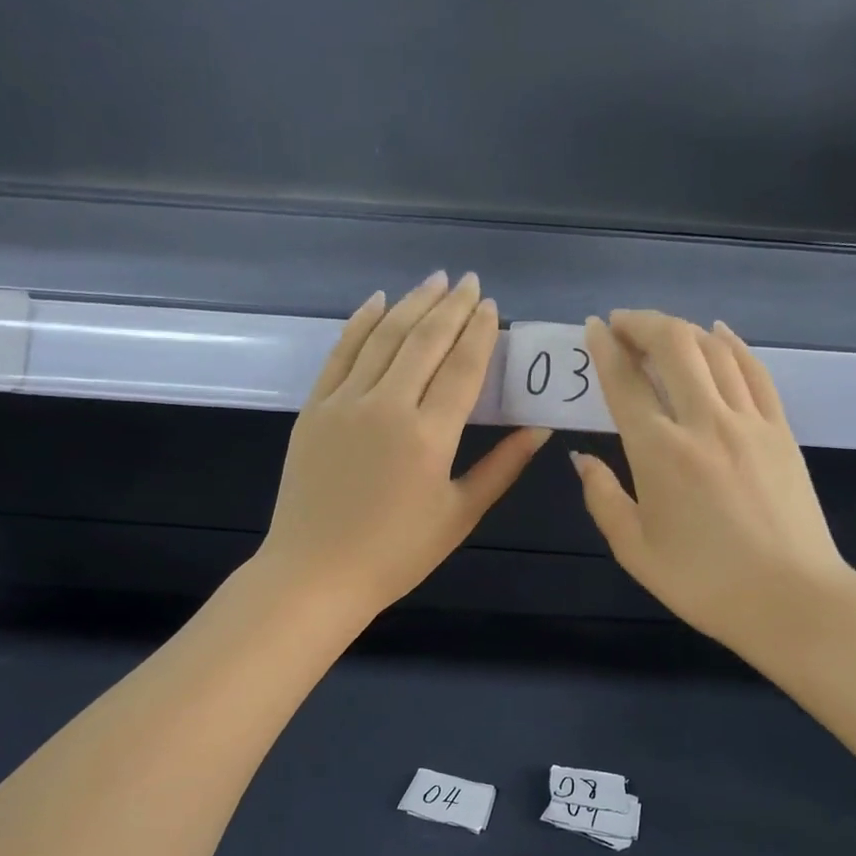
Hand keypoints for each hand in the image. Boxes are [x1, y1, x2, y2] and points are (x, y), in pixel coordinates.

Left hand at [256, 271, 548, 618]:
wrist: (316, 573)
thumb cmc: (397, 554)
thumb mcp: (459, 515)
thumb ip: (502, 467)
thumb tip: (540, 429)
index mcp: (430, 435)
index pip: (463, 367)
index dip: (480, 332)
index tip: (491, 305)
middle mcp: (388, 406)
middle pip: (425, 341)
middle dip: (451, 306)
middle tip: (468, 282)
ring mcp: (345, 402)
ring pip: (383, 337)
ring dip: (412, 304)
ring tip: (434, 281)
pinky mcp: (315, 408)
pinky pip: (341, 352)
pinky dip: (361, 323)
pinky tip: (377, 301)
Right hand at [572, 310, 855, 656]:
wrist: (791, 599)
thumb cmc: (704, 583)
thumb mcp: (636, 551)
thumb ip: (603, 499)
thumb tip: (582, 459)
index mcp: (659, 453)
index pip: (626, 382)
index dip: (605, 349)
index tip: (592, 329)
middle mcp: (703, 422)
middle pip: (673, 346)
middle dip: (642, 323)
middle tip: (622, 324)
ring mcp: (749, 421)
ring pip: (714, 350)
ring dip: (682, 330)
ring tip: (661, 331)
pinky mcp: (780, 430)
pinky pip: (755, 371)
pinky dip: (732, 345)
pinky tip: (719, 335)